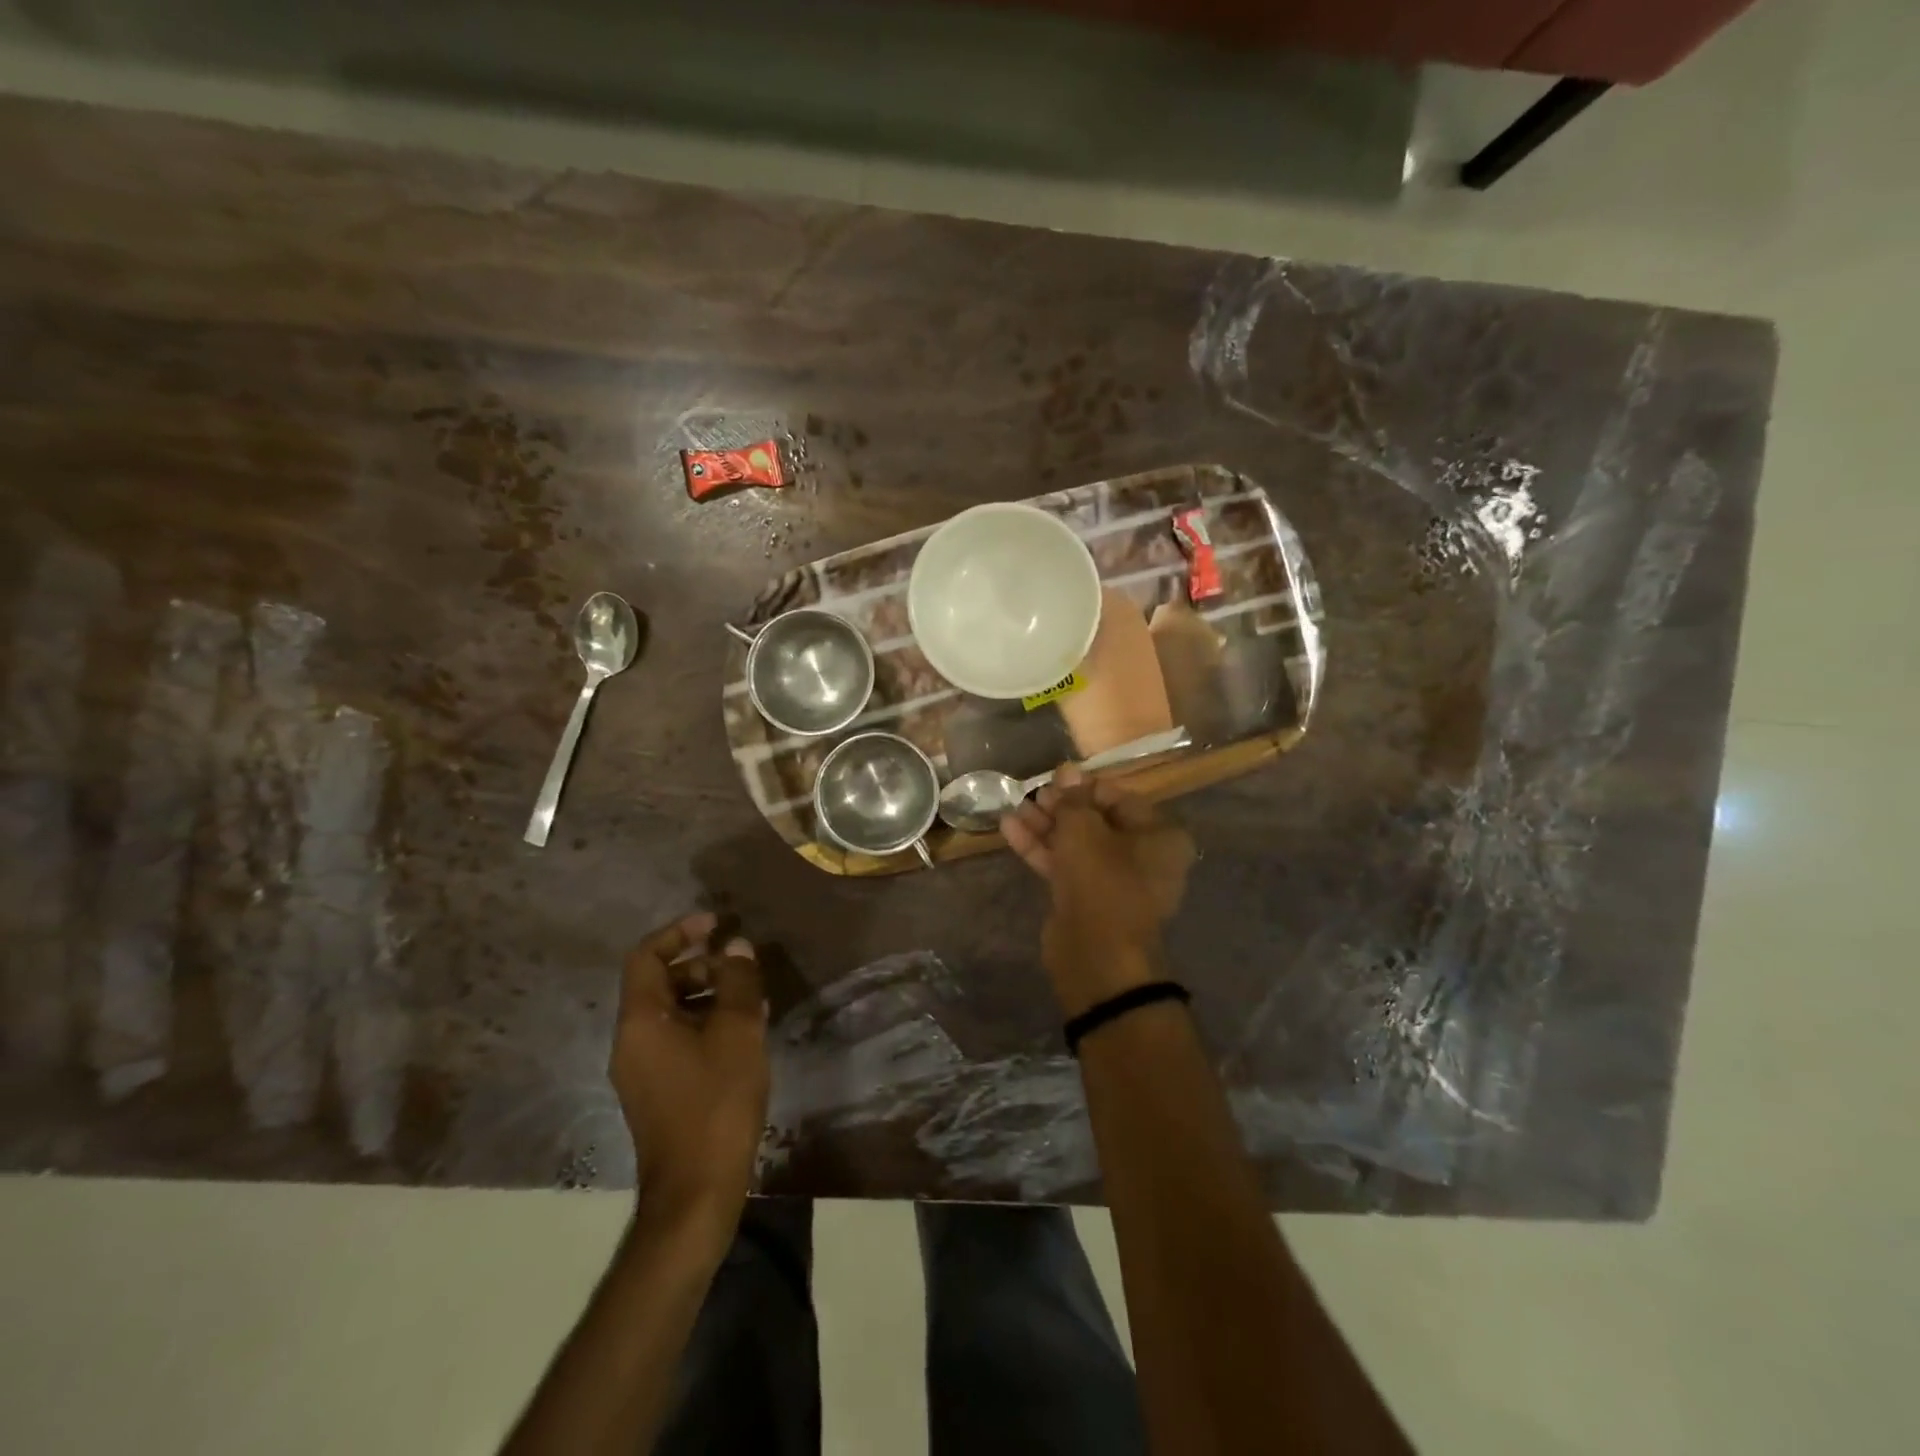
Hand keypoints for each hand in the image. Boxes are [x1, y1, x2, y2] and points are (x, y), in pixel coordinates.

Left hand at [612, 911, 768, 1233]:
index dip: (678, 932)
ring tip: (752, 996)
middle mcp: (631, 1041)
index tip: (715, 922)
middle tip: (741, 964)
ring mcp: (642, 1070)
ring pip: (672, 1012)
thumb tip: (737, 946)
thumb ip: (737, 983)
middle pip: (659, 983)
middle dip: (701, 964)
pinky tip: (745, 1031)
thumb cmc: (716, 1103)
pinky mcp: (659, 1092)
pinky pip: (678, 1039)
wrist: (696, 1191)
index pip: (646, 957)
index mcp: (640, 1022)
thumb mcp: (737, 1033)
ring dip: (709, 994)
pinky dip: (706, 1023)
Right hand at [1002, 764, 1194, 1015]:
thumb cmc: (1102, 880)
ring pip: (1076, 844)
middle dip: (1061, 807)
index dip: (1083, 786)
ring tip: (1013, 807)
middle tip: (1032, 794)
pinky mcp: (1087, 899)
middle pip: (1096, 821)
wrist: (1096, 955)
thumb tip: (1066, 770)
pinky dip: (1040, 848)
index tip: (1053, 778)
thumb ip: (1072, 799)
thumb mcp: (1084, 830)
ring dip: (1045, 826)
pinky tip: (1009, 828)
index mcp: (1159, 835)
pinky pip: (1065, 865)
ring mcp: (1113, 880)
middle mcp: (1143, 856)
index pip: (1119, 797)